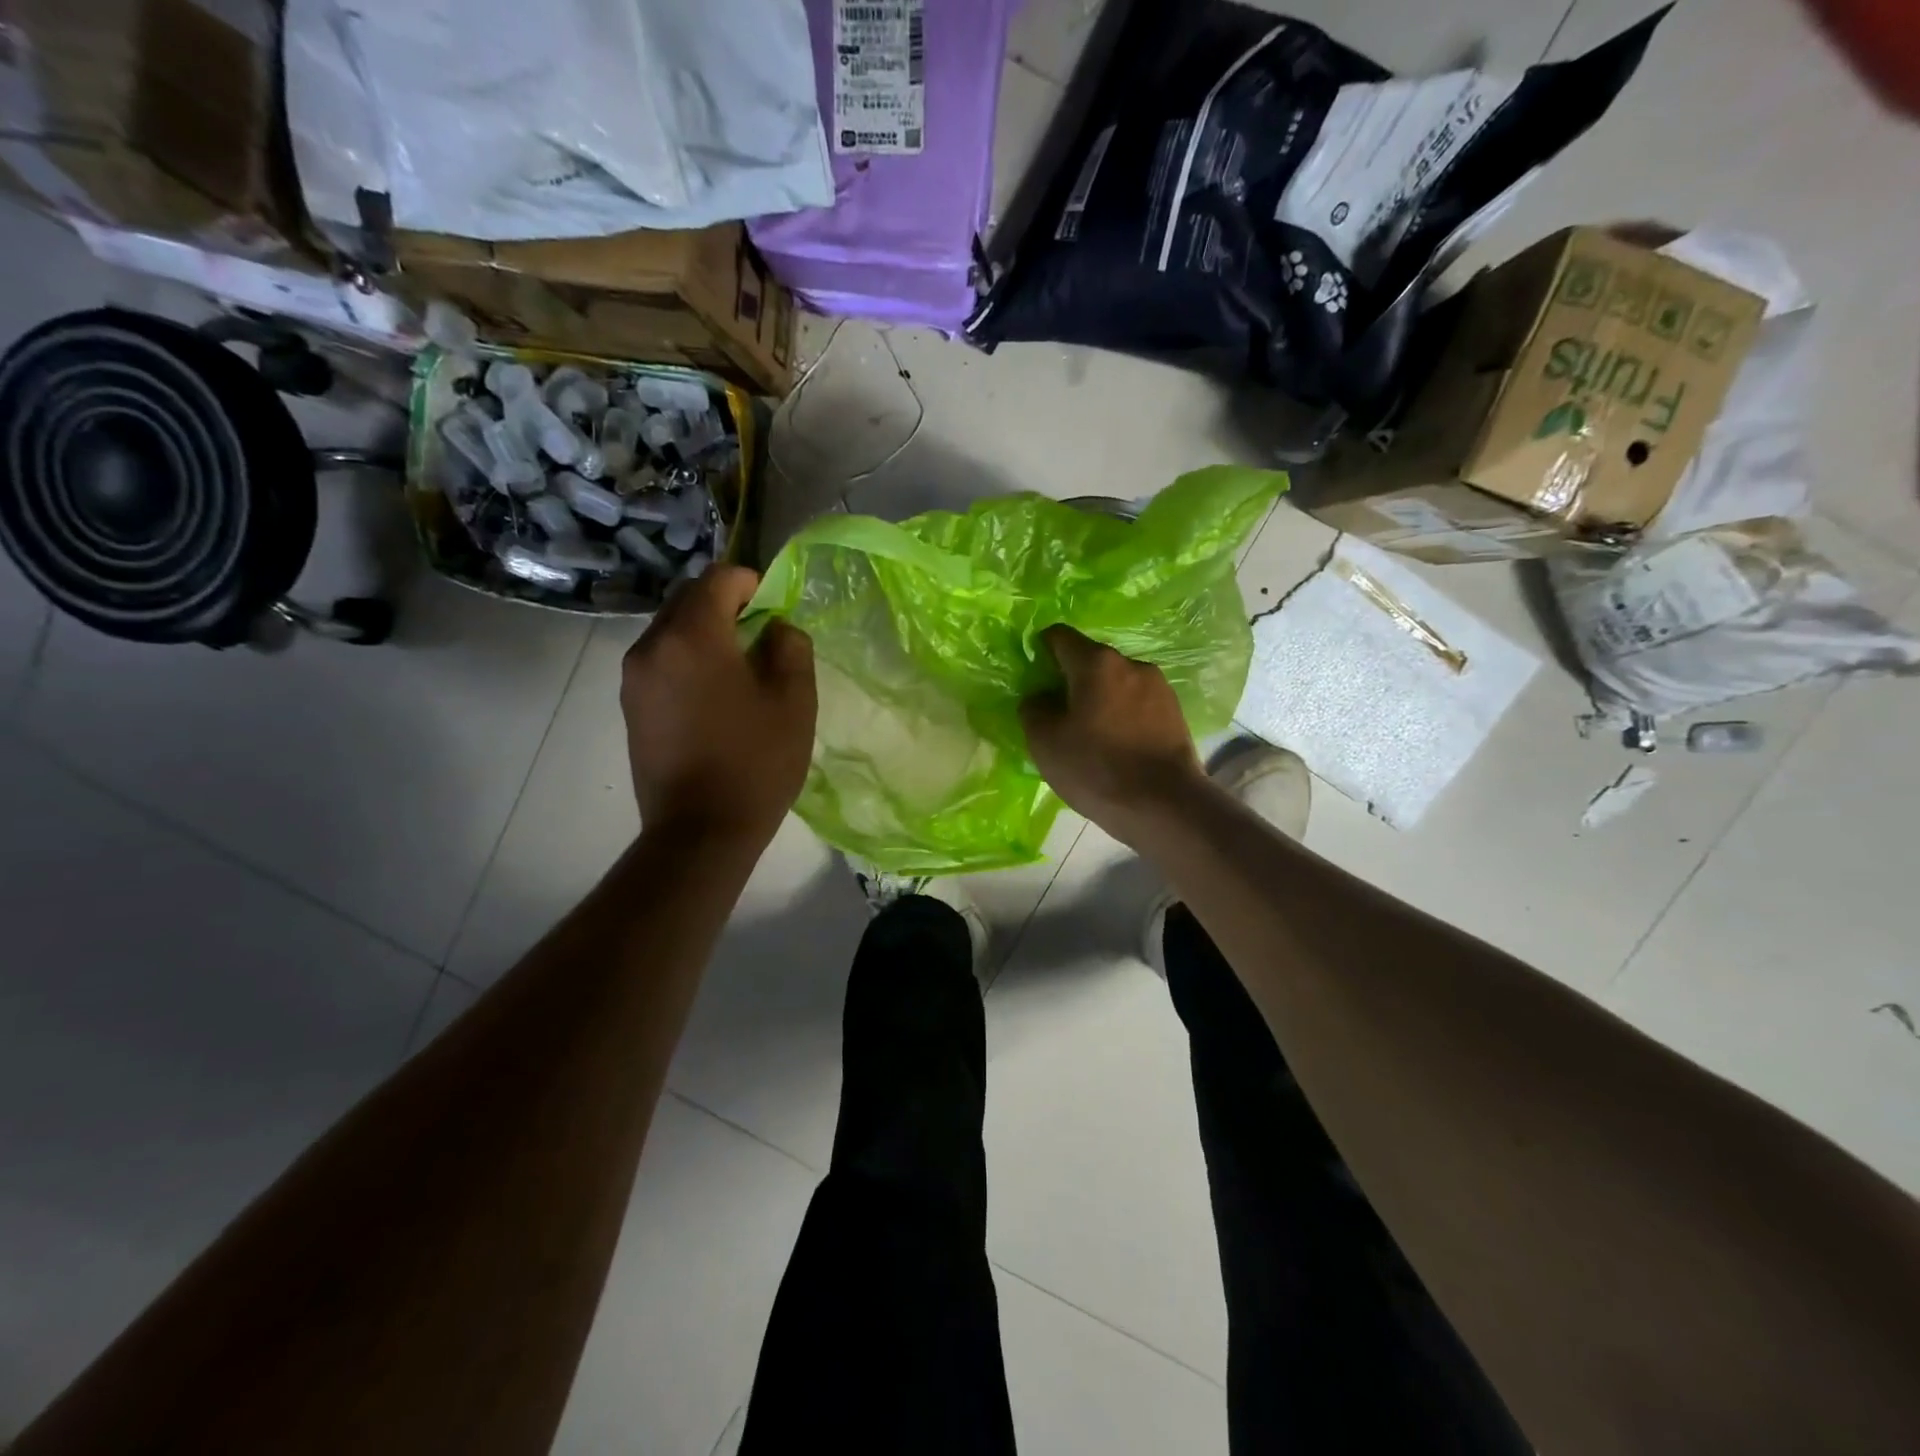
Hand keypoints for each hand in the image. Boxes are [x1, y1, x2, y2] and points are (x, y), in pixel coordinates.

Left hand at [621, 566, 815, 842]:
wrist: (700, 831)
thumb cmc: (755, 763)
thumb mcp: (794, 700)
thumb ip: (790, 647)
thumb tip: (775, 629)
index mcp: (692, 636)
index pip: (718, 579)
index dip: (752, 583)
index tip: (775, 609)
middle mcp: (652, 646)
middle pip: (687, 599)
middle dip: (725, 604)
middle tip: (760, 636)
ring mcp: (634, 678)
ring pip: (671, 630)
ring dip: (704, 633)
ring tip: (738, 668)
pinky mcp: (631, 706)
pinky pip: (661, 661)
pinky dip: (687, 659)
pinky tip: (714, 695)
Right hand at [1020, 626, 1206, 848]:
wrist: (1165, 805)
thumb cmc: (1096, 768)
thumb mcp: (1045, 742)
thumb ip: (1033, 709)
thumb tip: (1040, 697)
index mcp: (1096, 663)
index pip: (1059, 636)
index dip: (1040, 650)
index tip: (1033, 678)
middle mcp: (1131, 663)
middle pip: (1091, 660)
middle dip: (1071, 679)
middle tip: (1057, 713)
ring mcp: (1159, 687)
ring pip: (1116, 683)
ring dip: (1100, 698)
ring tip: (1090, 733)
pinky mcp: (1175, 712)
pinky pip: (1137, 703)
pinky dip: (1122, 714)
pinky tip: (1117, 744)